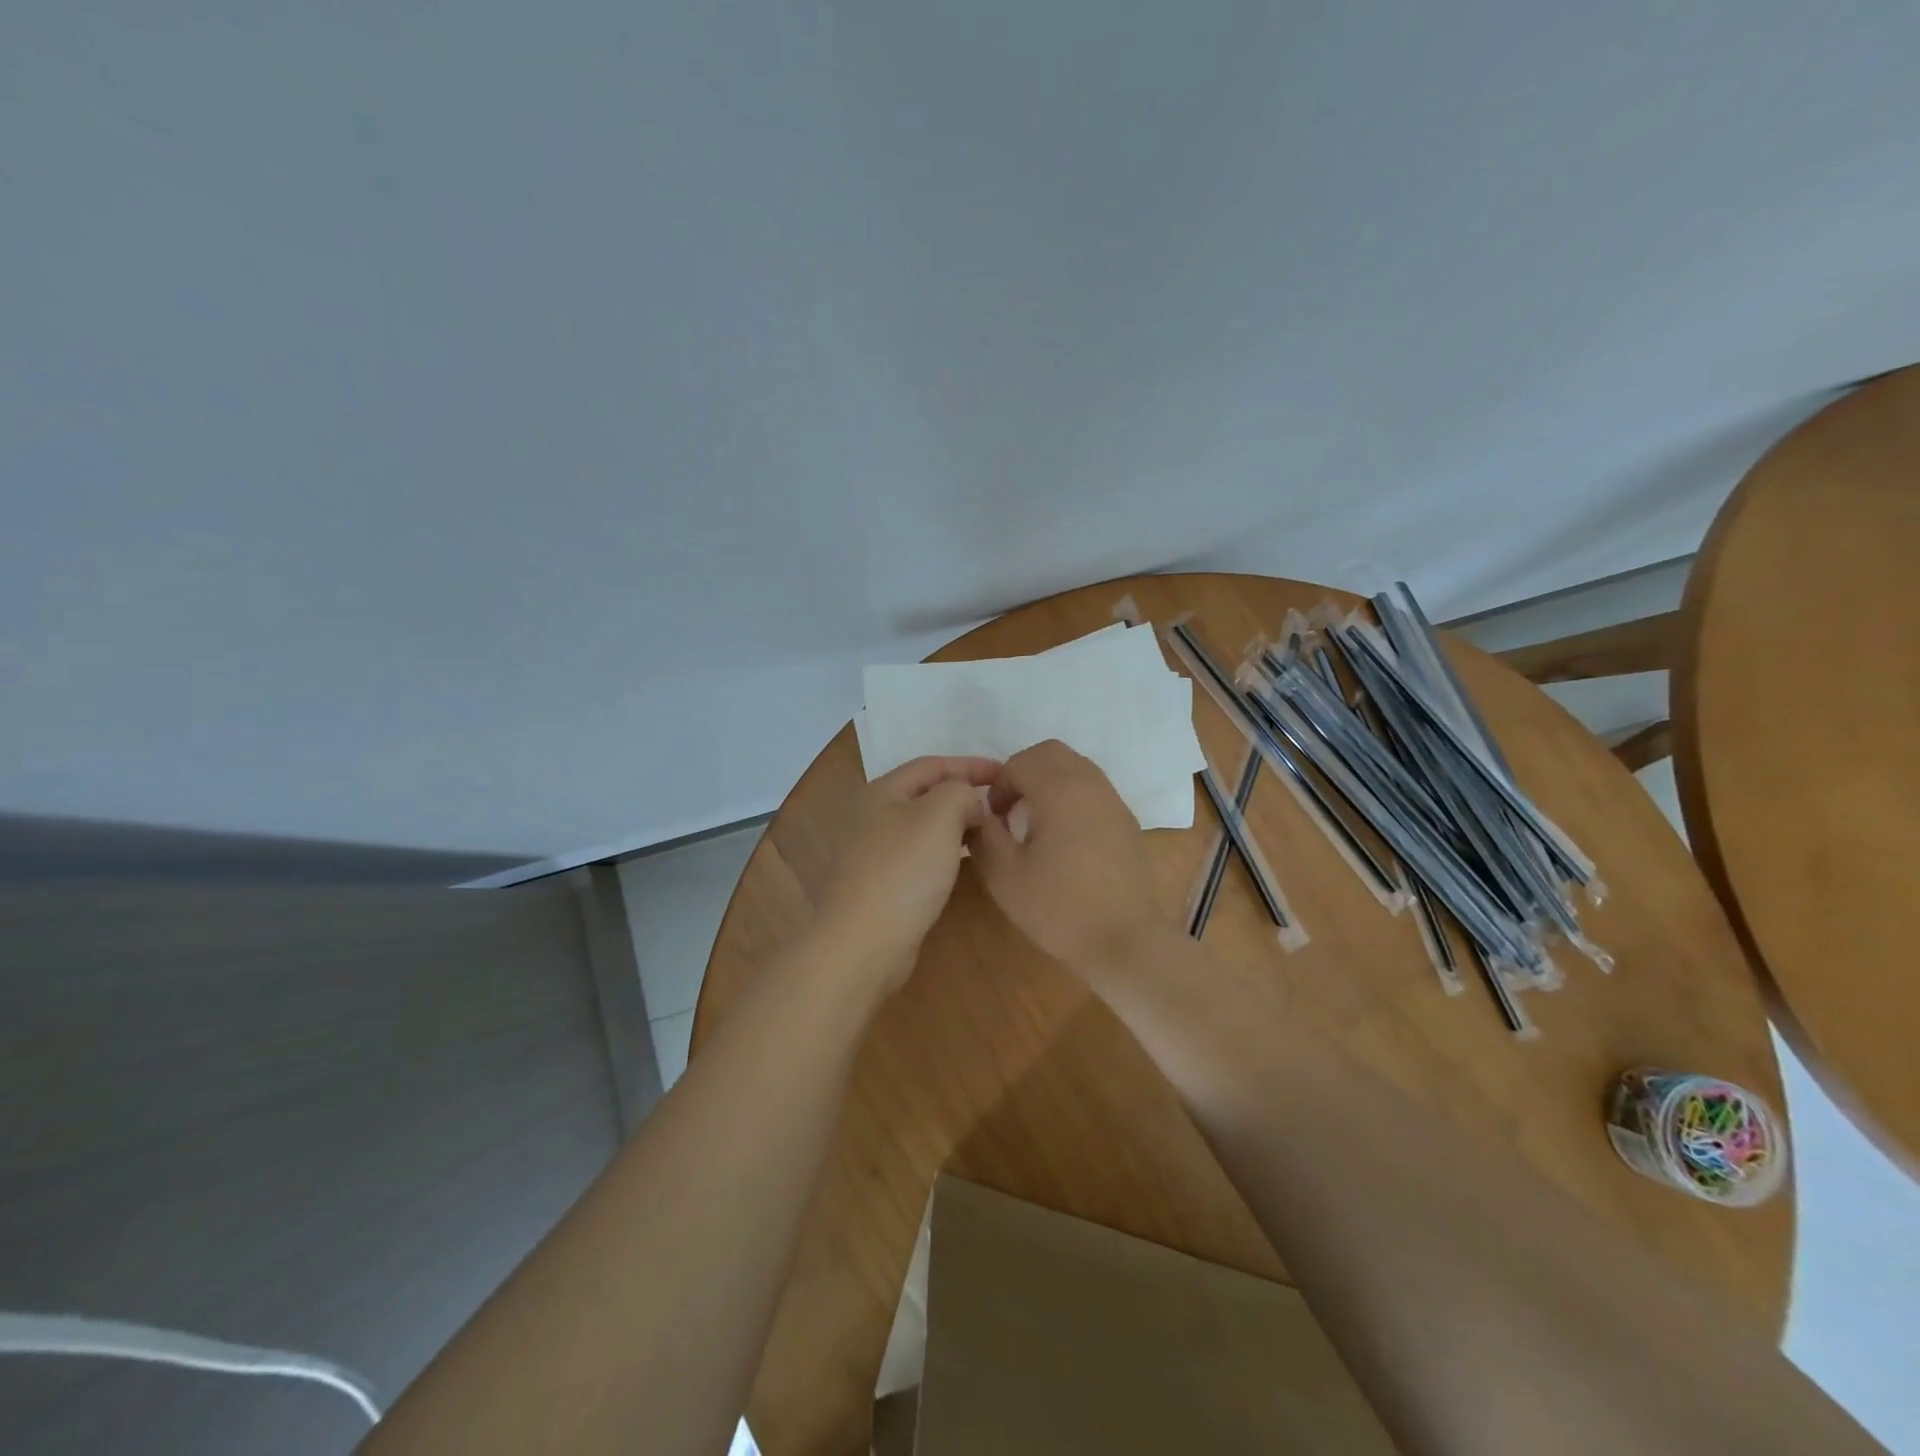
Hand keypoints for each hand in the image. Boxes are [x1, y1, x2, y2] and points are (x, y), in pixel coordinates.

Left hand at [815, 756, 1000, 992]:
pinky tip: (967, 863)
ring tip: (991, 831)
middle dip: (964, 795)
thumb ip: (961, 793)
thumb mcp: (939, 816)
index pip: (932, 765)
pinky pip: (922, 856)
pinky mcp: (882, 885)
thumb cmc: (902, 871)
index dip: (971, 764)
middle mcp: (873, 817)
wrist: (862, 943)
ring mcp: (875, 853)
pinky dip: (947, 852)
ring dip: (958, 825)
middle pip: (926, 795)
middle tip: (1001, 804)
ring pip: (925, 827)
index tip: (1006, 774)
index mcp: (882, 792)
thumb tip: (970, 802)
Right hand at [968, 740, 1169, 971]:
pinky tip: (1064, 838)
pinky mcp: (1127, 821)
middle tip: (1010, 810)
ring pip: (1075, 767)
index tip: (993, 818)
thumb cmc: (1059, 908)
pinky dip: (1071, 797)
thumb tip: (978, 815)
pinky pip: (1093, 789)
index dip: (999, 785)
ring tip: (1035, 822)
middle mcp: (1090, 784)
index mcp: (1059, 790)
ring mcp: (1113, 801)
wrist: (1126, 940)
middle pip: (1051, 753)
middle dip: (1023, 771)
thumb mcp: (1005, 876)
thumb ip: (984, 836)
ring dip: (1049, 782)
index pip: (1020, 762)